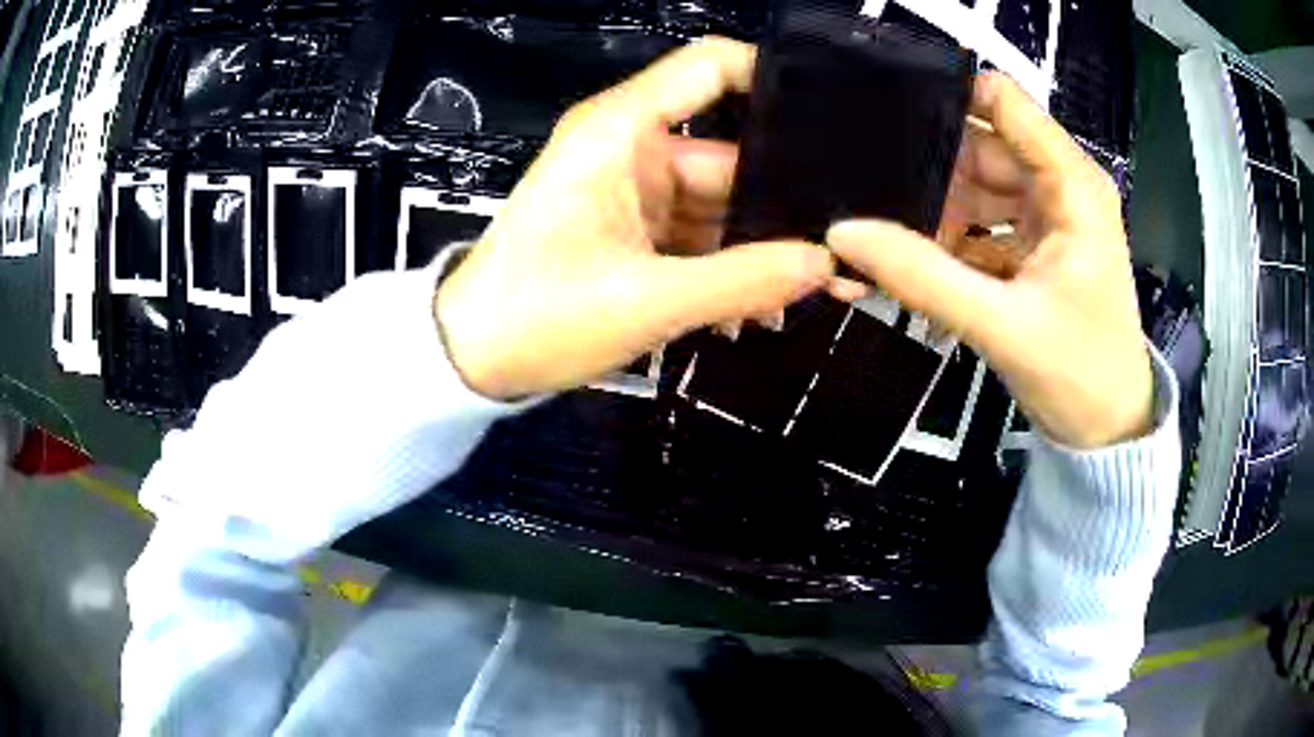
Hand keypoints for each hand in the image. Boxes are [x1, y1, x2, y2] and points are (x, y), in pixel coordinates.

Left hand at [435, 38, 834, 399]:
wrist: (471, 359)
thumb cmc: (536, 317)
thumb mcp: (645, 301)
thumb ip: (743, 281)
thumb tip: (825, 264)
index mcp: (621, 132)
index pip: (710, 67)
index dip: (773, 77)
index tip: (832, 119)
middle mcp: (631, 148)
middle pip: (731, 153)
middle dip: (781, 204)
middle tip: (839, 251)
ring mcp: (632, 189)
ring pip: (718, 203)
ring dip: (757, 248)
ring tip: (810, 291)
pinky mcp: (631, 227)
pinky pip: (697, 235)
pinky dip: (725, 267)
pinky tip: (756, 311)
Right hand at [826, 71, 1152, 448]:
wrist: (1108, 433)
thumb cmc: (1078, 374)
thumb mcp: (1000, 325)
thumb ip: (922, 276)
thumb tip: (842, 234)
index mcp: (1070, 184)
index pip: (1002, 100)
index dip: (945, 94)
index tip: (883, 109)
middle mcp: (1060, 186)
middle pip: (981, 145)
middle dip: (928, 165)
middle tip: (863, 184)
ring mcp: (1047, 217)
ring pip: (976, 188)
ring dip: (933, 210)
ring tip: (877, 231)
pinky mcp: (1035, 247)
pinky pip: (982, 226)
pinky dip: (949, 241)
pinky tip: (908, 262)